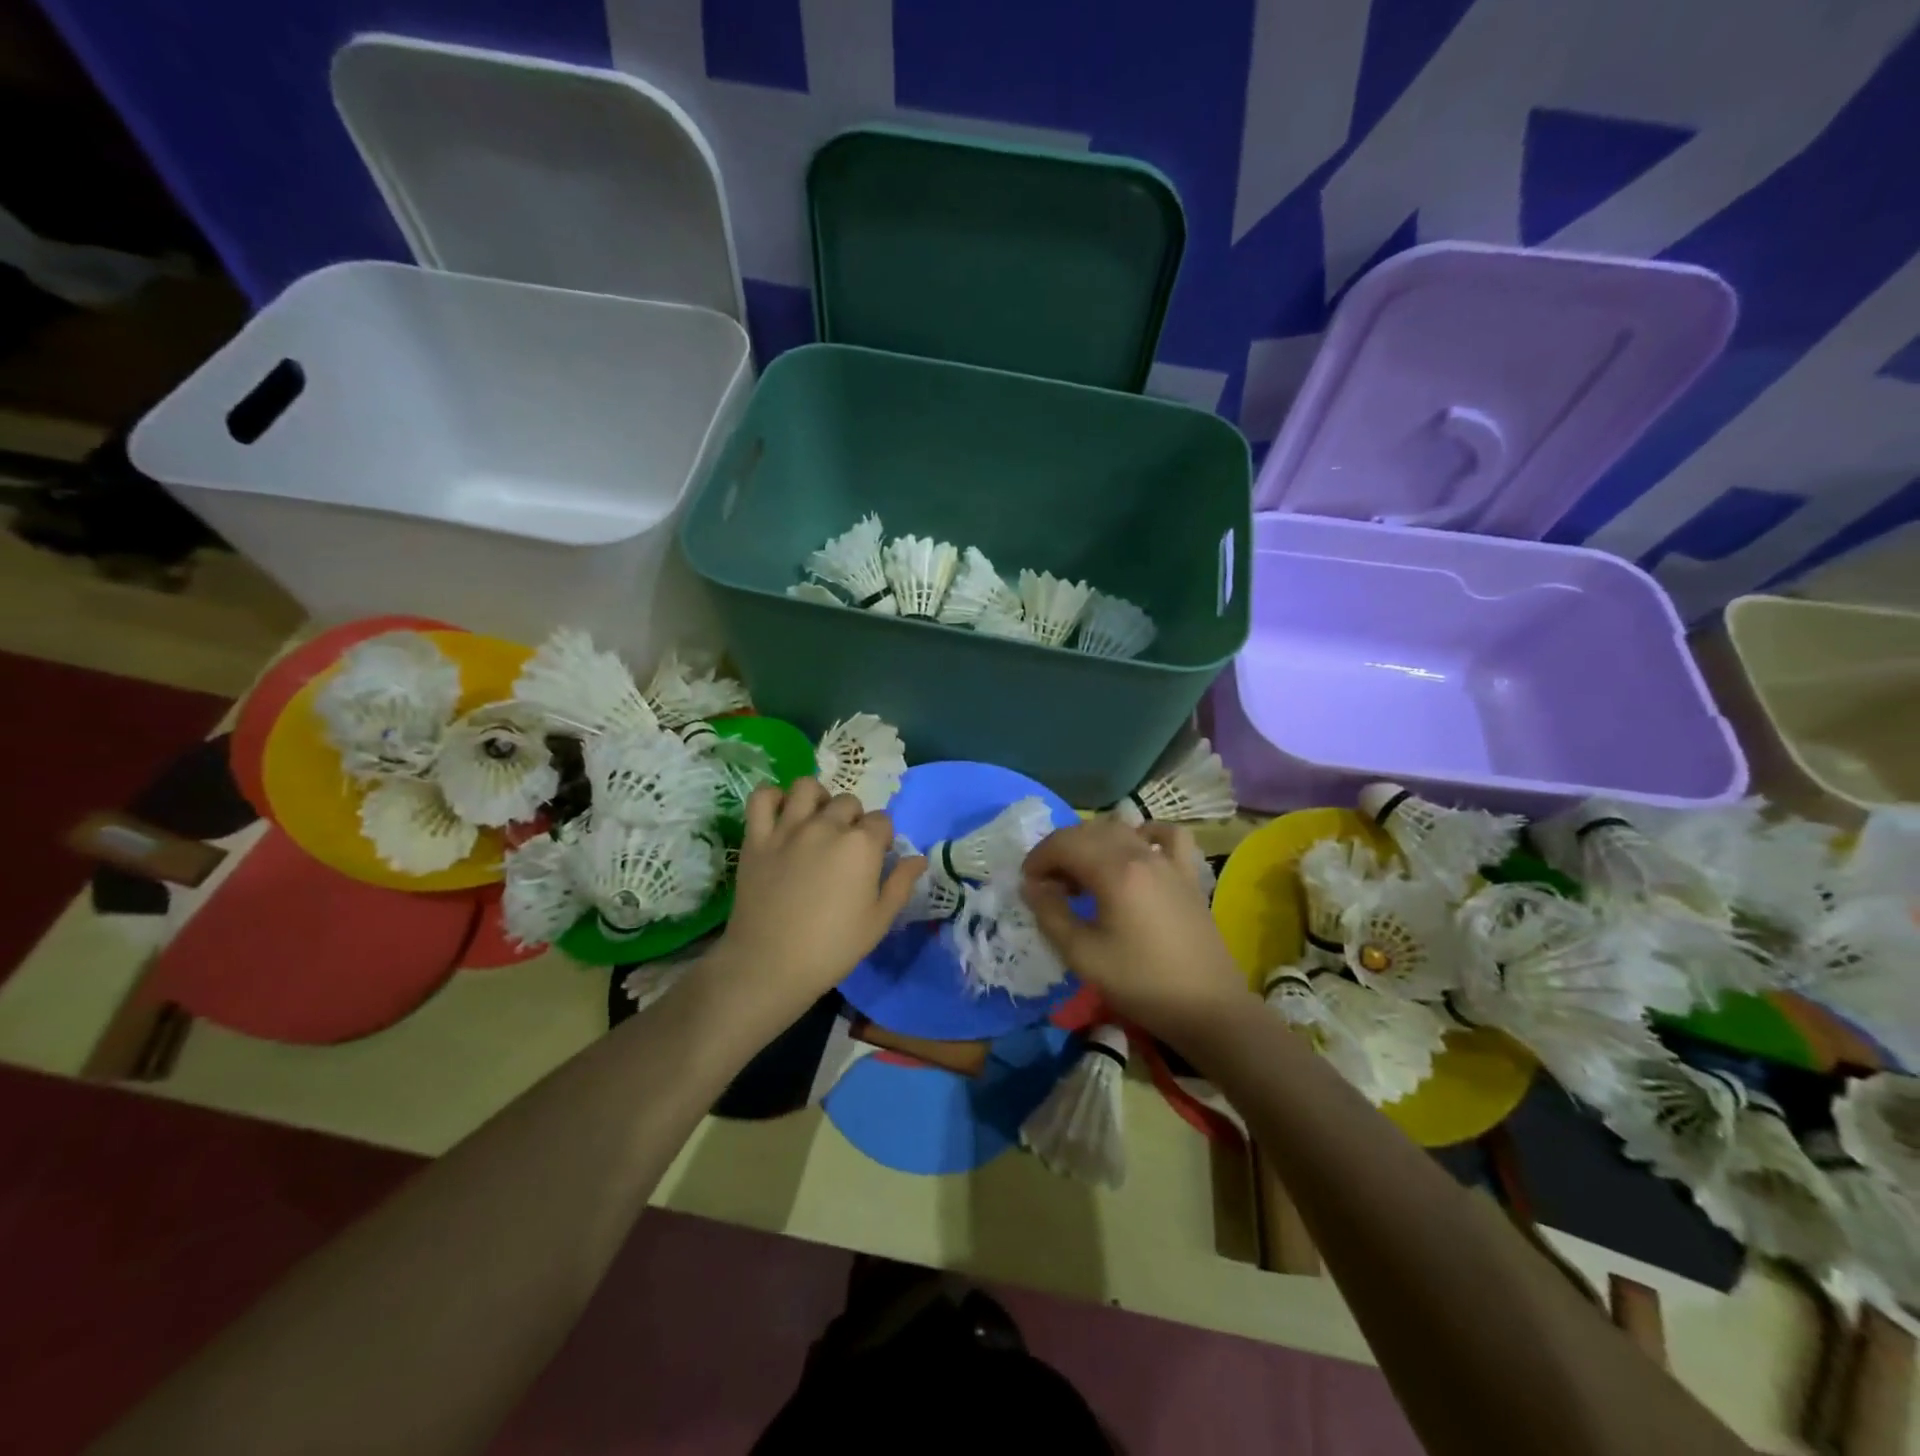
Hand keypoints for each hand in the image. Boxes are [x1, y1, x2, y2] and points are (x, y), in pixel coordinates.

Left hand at [716, 778, 924, 1030]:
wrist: (770, 965)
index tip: (876, 860)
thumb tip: (919, 859)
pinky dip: (773, 797)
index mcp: (861, 845)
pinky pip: (762, 798)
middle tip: (847, 848)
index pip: (882, 821)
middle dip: (854, 820)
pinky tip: (782, 814)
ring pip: (807, 788)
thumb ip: (901, 883)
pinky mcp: (757, 837)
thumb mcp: (879, 921)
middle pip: (848, 803)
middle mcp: (826, 826)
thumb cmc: (832, 948)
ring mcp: (788, 828)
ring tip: (818, 821)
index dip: (882, 839)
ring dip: (818, 799)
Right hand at [1022, 819, 1250, 1045]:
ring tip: (1082, 875)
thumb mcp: (1082, 955)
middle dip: (1060, 850)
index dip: (1038, 858)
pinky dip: (1144, 834)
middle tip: (1048, 885)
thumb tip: (1032, 886)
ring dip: (1092, 842)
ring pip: (1121, 829)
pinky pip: (1165, 836)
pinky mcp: (1187, 875)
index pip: (1064, 844)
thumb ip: (1051, 914)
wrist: (1208, 1009)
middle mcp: (1141, 854)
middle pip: (1089, 831)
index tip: (1027, 885)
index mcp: (1114, 871)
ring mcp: (1168, 861)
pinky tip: (1135, 852)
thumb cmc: (1141, 984)